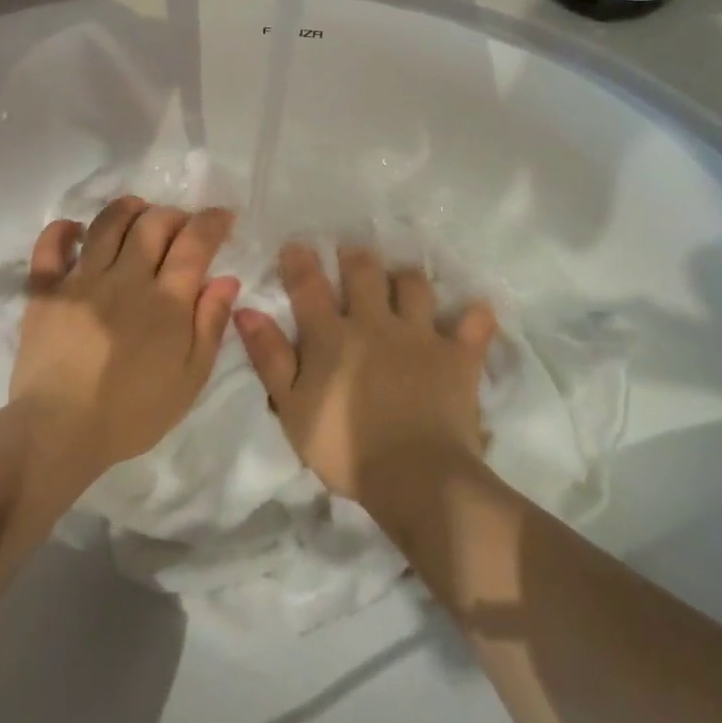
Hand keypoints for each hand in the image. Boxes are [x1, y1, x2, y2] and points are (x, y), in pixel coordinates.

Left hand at [11, 197, 239, 472]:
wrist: (59, 432)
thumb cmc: (133, 412)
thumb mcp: (190, 379)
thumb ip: (210, 325)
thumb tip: (227, 279)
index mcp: (165, 301)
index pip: (194, 243)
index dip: (212, 222)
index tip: (222, 217)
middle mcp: (125, 278)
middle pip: (153, 224)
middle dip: (174, 215)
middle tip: (181, 226)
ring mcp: (82, 280)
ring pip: (107, 224)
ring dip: (128, 209)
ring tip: (138, 213)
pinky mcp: (46, 290)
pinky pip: (50, 246)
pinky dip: (63, 230)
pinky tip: (76, 230)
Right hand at [234, 242, 496, 507]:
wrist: (414, 476)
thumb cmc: (344, 447)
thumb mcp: (291, 409)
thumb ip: (270, 357)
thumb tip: (246, 310)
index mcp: (332, 336)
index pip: (309, 286)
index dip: (300, 262)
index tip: (296, 246)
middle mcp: (376, 322)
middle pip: (365, 273)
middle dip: (355, 257)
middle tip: (351, 254)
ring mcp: (420, 335)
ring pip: (415, 286)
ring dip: (406, 278)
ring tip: (402, 279)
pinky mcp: (457, 356)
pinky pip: (473, 326)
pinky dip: (474, 317)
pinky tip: (474, 311)